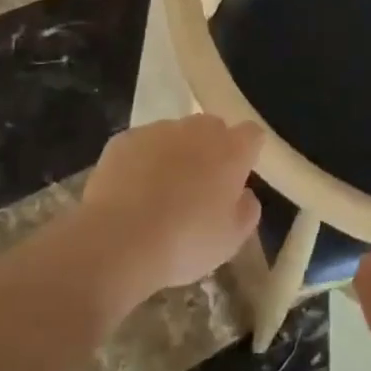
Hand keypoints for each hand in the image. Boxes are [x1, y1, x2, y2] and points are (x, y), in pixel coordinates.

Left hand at [79, 115, 263, 298]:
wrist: (118, 240)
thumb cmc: (185, 241)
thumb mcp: (231, 239)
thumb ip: (247, 210)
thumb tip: (244, 194)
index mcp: (231, 150)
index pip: (251, 134)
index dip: (247, 151)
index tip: (239, 174)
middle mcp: (198, 130)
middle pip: (213, 128)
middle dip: (210, 149)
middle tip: (200, 185)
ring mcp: (159, 130)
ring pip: (175, 134)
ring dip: (175, 153)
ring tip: (160, 191)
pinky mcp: (125, 140)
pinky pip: (142, 145)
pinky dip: (142, 161)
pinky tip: (131, 192)